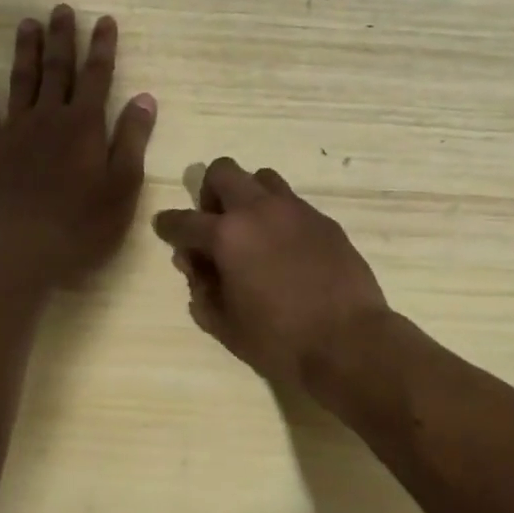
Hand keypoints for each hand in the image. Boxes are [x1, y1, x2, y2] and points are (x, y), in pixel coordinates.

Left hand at [0, 6, 155, 287]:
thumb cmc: (84, 224)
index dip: (102, 46)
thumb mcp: (123, 185)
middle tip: (61, 8)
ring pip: (21, 81)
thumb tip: (144, 98)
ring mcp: (16, 131)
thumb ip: (132, 139)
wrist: (24, 252)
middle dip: (62, 37)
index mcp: (85, 125)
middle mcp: (50, 117)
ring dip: (25, 51)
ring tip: (27, 23)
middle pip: (58, 69)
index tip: (104, 20)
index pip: (98, 76)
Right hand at [152, 158, 388, 401]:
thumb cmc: (279, 340)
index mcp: (227, 236)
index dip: (168, 225)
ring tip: (253, 230)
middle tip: (214, 224)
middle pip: (223, 171)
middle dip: (210, 192)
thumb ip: (202, 289)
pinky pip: (292, 203)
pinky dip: (279, 216)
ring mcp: (295, 210)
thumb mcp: (225, 324)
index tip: (164, 227)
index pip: (184, 221)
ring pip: (262, 178)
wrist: (349, 340)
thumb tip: (195, 264)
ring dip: (248, 196)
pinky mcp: (323, 220)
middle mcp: (258, 210)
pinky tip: (286, 248)